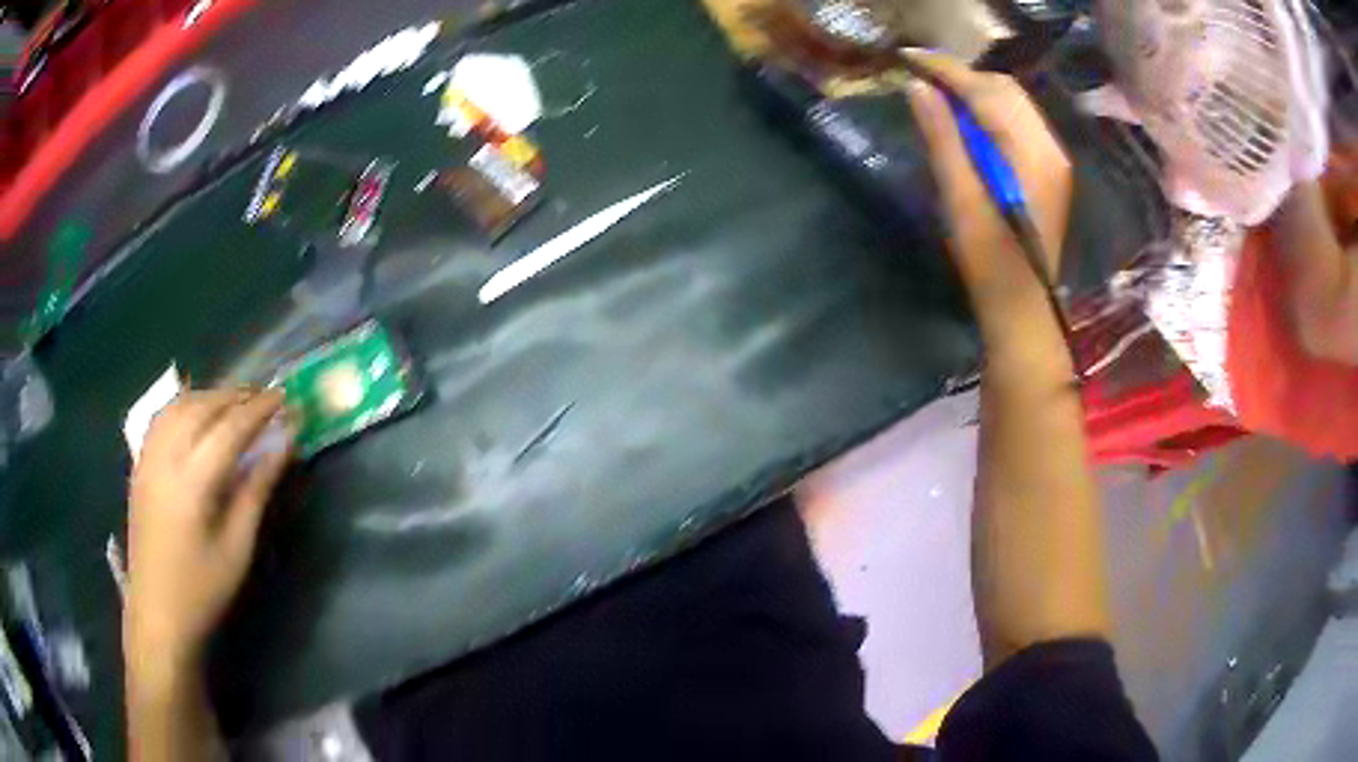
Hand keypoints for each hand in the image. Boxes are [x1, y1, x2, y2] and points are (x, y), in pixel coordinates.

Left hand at [125, 389, 292, 667]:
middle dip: (236, 395)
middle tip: (265, 398)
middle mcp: (166, 458)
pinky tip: (197, 415)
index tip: (286, 397)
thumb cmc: (202, 589)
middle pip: (202, 407)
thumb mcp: (238, 548)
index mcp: (192, 482)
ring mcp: (147, 458)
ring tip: (235, 402)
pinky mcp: (139, 465)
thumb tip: (284, 446)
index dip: (260, 408)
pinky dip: (185, 405)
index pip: (230, 428)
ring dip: (210, 396)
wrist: (157, 613)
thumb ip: (257, 490)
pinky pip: (162, 417)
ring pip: (179, 405)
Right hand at [903, 50, 1071, 298]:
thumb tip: (917, 88)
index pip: (987, 92)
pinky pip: (1021, 121)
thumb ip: (942, 138)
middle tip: (923, 80)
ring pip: (1015, 102)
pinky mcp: (1051, 170)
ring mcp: (1055, 158)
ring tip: (941, 98)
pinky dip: (993, 111)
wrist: (1023, 307)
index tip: (909, 58)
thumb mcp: (959, 198)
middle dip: (963, 77)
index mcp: (1031, 154)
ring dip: (978, 92)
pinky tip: (970, 122)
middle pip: (1005, 89)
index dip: (947, 70)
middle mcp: (1050, 148)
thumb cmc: (988, 260)